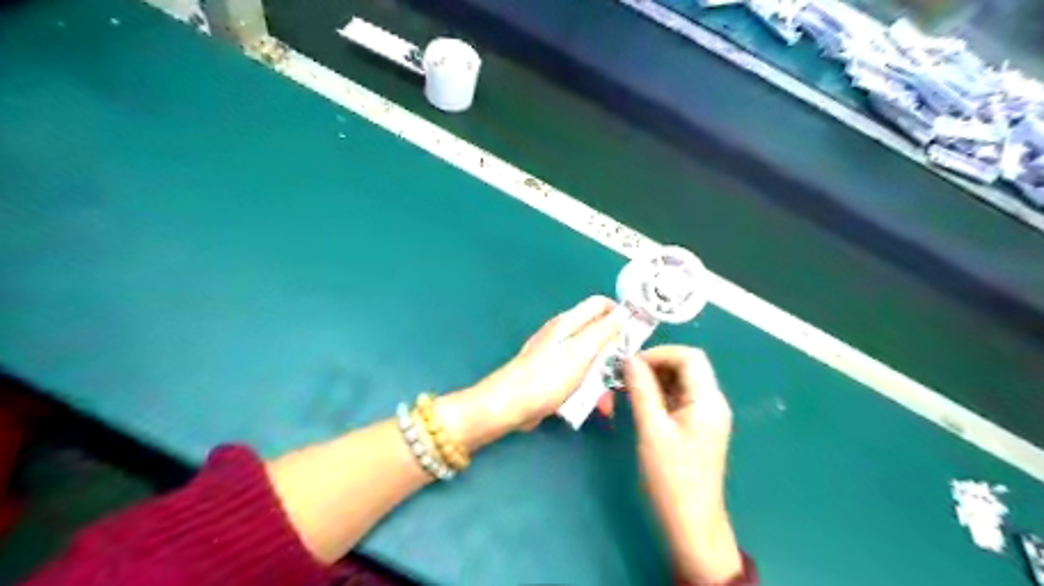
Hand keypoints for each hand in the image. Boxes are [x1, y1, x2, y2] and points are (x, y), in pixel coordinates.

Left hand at [469, 295, 623, 433]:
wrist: (511, 405)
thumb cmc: (548, 377)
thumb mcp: (581, 352)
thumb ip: (603, 331)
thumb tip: (623, 312)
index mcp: (569, 322)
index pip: (601, 304)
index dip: (621, 314)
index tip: (636, 336)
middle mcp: (563, 333)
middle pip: (598, 333)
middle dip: (614, 353)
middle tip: (626, 373)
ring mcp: (557, 354)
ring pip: (590, 359)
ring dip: (603, 377)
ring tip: (608, 401)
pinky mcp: (553, 374)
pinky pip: (578, 376)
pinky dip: (588, 388)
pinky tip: (594, 406)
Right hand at [622, 347, 737, 583]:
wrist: (691, 524)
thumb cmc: (671, 477)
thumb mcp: (652, 429)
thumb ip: (641, 389)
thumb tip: (629, 359)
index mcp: (708, 400)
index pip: (689, 356)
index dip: (659, 353)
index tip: (630, 365)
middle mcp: (711, 403)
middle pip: (684, 368)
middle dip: (651, 367)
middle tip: (622, 379)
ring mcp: (704, 416)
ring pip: (677, 383)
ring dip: (650, 383)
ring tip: (622, 393)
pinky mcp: (695, 428)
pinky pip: (676, 401)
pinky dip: (655, 397)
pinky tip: (635, 407)